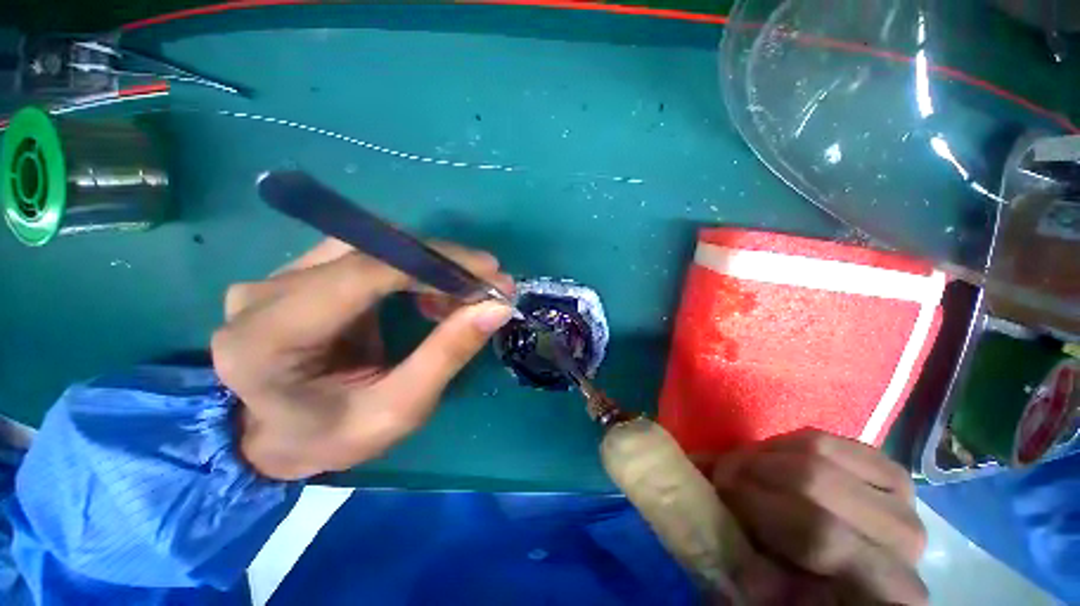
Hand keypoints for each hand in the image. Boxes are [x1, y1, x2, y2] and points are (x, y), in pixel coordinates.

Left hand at [212, 238, 514, 480]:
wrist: (273, 438)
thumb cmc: (330, 438)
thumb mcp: (398, 411)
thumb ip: (446, 355)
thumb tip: (497, 307)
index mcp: (272, 335)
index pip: (365, 272)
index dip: (436, 264)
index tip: (491, 274)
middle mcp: (266, 292)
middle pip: (372, 250)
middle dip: (442, 263)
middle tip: (489, 286)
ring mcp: (279, 277)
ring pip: (373, 245)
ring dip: (430, 266)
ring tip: (462, 297)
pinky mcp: (300, 275)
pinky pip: (368, 256)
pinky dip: (412, 270)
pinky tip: (431, 296)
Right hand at [712, 429, 927, 605]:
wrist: (842, 588)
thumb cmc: (794, 597)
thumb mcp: (759, 590)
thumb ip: (740, 552)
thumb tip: (701, 490)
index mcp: (878, 592)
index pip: (821, 534)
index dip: (757, 502)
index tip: (716, 491)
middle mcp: (904, 544)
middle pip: (817, 480)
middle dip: (754, 469)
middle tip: (723, 474)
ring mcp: (904, 502)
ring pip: (821, 451)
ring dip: (767, 454)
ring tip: (745, 467)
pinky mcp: (892, 475)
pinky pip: (831, 438)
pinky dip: (790, 442)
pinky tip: (775, 460)